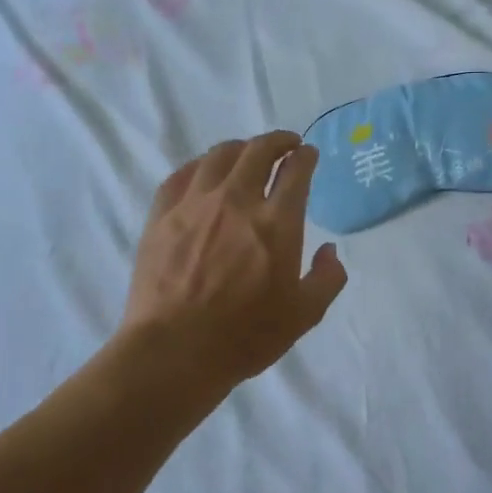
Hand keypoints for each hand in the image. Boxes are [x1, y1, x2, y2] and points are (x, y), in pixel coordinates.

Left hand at [123, 131, 347, 387]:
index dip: (305, 157)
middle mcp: (236, 201)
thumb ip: (327, 278)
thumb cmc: (245, 336)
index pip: (296, 171)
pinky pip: (181, 175)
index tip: (308, 154)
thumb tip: (330, 251)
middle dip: (277, 141)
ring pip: (218, 156)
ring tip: (246, 153)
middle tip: (285, 144)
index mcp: (276, 222)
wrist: (175, 351)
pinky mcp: (161, 215)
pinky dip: (199, 166)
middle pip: (257, 151)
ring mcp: (194, 204)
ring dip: (239, 148)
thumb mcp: (304, 315)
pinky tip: (203, 172)